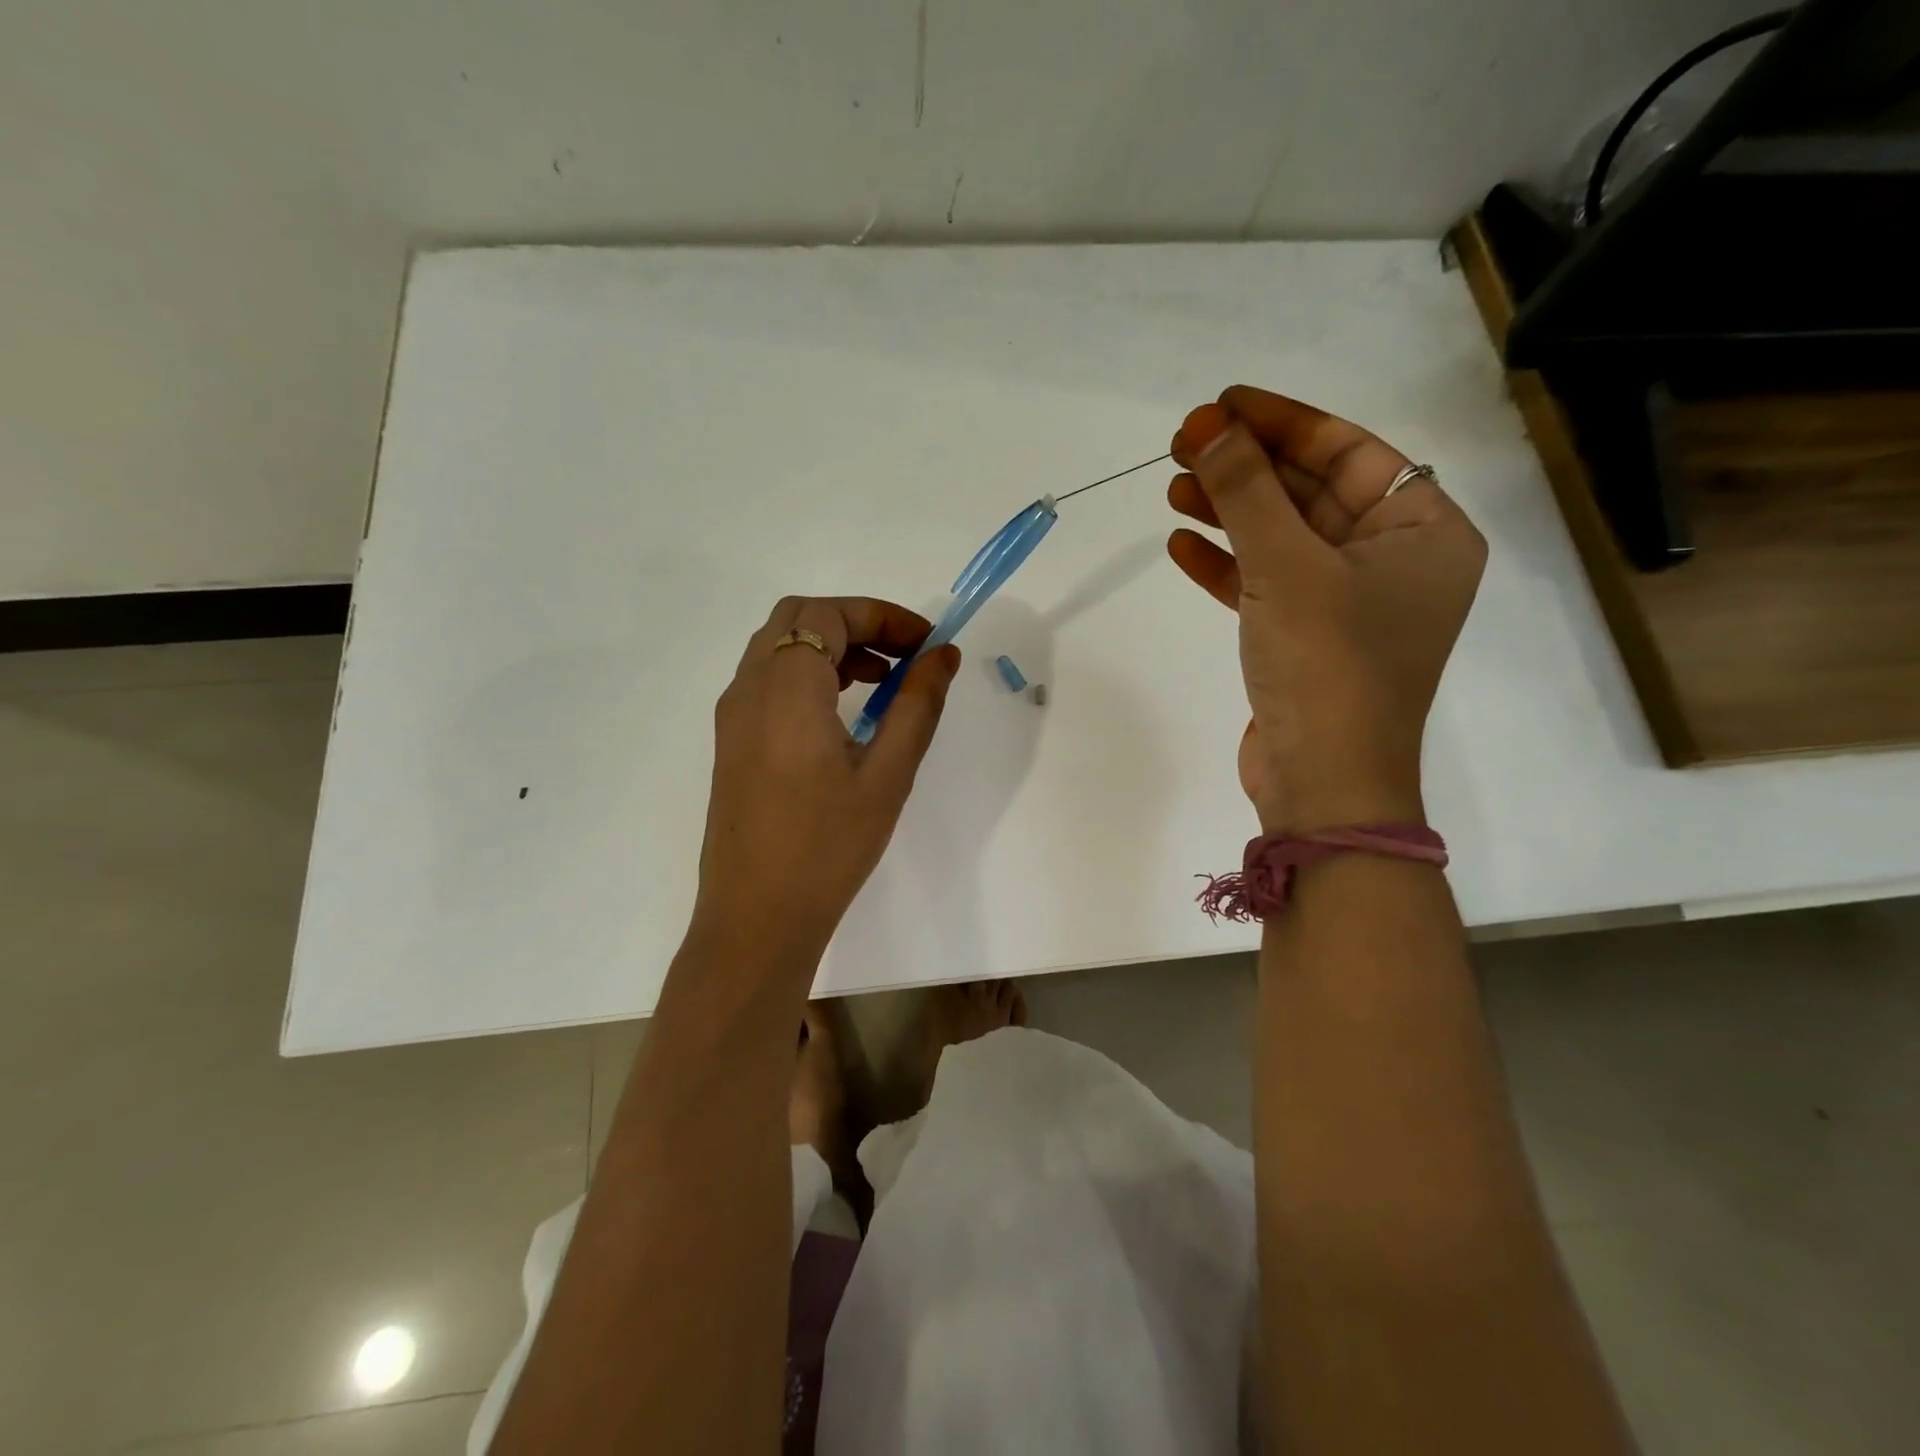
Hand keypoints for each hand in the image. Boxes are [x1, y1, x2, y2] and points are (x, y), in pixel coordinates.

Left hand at [692, 596, 961, 959]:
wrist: (756, 916)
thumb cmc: (828, 846)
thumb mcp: (888, 773)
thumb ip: (918, 705)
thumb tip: (943, 655)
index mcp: (786, 688)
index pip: (829, 614)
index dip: (883, 615)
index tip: (927, 643)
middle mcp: (749, 688)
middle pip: (798, 619)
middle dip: (856, 623)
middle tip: (905, 656)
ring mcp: (733, 715)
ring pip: (779, 647)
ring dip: (832, 647)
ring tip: (883, 682)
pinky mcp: (731, 742)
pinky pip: (767, 681)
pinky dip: (808, 673)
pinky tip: (843, 714)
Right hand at [1167, 386, 1485, 832]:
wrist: (1324, 785)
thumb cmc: (1327, 665)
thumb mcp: (1286, 567)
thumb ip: (1246, 491)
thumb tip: (1207, 425)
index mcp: (1423, 532)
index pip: (1351, 452)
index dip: (1284, 423)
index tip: (1222, 405)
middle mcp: (1393, 562)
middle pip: (1312, 492)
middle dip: (1247, 469)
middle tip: (1184, 446)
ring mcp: (1348, 604)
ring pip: (1283, 538)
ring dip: (1230, 513)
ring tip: (1173, 489)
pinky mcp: (1307, 639)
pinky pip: (1266, 583)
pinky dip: (1226, 564)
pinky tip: (1180, 546)